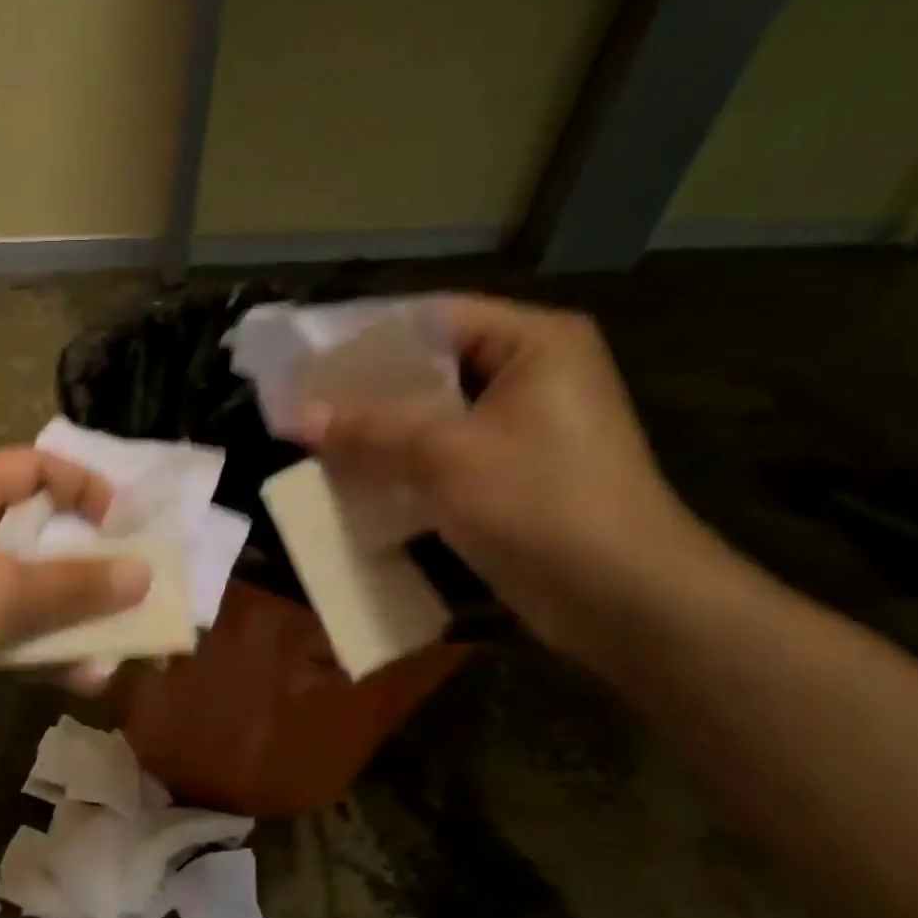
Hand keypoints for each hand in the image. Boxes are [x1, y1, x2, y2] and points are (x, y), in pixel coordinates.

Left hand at [0, 447, 151, 752]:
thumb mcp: (2, 592)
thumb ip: (75, 584)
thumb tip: (142, 573)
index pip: (37, 467)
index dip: (85, 488)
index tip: (124, 526)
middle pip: (38, 534)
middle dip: (88, 567)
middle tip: (134, 592)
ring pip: (26, 589)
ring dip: (70, 618)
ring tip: (119, 648)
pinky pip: (5, 629)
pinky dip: (39, 648)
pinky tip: (80, 677)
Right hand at [293, 296, 716, 656]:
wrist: (621, 598)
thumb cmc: (541, 503)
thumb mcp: (446, 455)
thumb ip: (369, 430)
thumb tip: (296, 417)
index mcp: (534, 344)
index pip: (434, 319)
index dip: (367, 338)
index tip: (309, 358)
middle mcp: (531, 376)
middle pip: (430, 368)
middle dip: (365, 391)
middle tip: (302, 402)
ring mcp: (522, 430)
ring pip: (431, 418)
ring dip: (377, 433)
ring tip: (314, 439)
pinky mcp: (509, 477)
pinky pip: (440, 457)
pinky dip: (399, 466)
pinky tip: (350, 478)